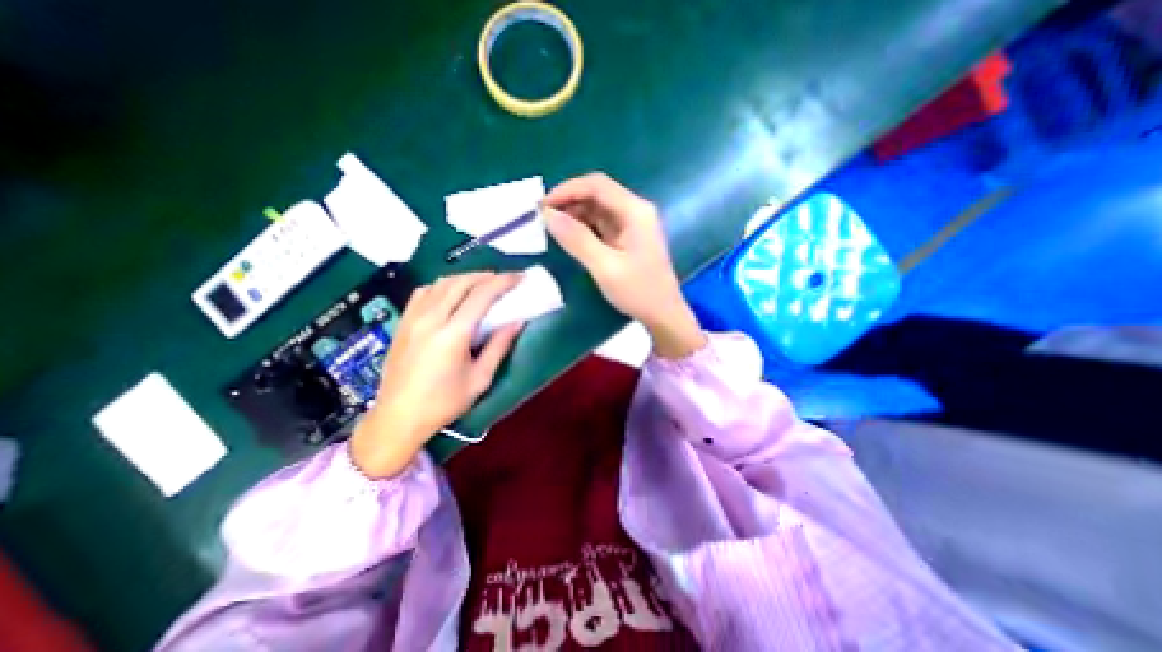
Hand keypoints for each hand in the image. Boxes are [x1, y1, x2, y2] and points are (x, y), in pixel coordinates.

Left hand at [349, 271, 521, 479]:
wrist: (397, 418)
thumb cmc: (443, 403)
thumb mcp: (479, 379)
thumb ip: (499, 346)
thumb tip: (517, 321)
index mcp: (452, 334)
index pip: (481, 295)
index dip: (502, 282)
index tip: (519, 278)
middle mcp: (431, 319)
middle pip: (461, 283)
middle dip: (486, 276)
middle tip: (504, 280)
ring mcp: (413, 318)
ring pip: (441, 283)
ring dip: (465, 278)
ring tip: (482, 284)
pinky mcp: (403, 322)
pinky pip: (424, 292)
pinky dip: (443, 286)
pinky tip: (452, 294)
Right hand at [548, 172, 708, 357]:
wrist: (664, 315)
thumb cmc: (638, 291)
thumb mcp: (604, 267)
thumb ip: (577, 239)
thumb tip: (548, 215)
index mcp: (635, 211)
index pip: (597, 185)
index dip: (567, 190)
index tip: (543, 206)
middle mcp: (635, 211)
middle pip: (598, 194)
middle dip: (569, 202)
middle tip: (544, 219)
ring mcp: (633, 224)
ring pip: (598, 209)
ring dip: (575, 215)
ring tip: (553, 228)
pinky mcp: (628, 238)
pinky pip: (602, 224)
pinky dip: (584, 228)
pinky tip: (570, 237)